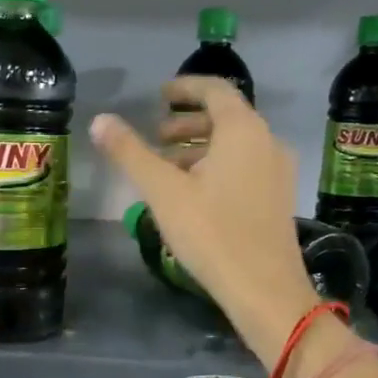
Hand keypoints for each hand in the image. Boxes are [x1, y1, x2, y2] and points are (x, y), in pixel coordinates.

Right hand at [91, 77, 319, 364]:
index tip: (159, 96)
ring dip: (200, 148)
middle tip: (156, 137)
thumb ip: (130, 153)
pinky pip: (246, 166)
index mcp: (243, 130)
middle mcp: (267, 141)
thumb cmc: (211, 233)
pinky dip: (217, 166)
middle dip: (188, 123)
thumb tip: (100, 120)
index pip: (214, 90)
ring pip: (235, 145)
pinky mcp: (278, 197)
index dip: (185, 88)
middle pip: (226, 117)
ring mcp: (278, 170)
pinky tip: (194, 194)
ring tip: (168, 168)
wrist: (264, 289)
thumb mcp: (163, 191)